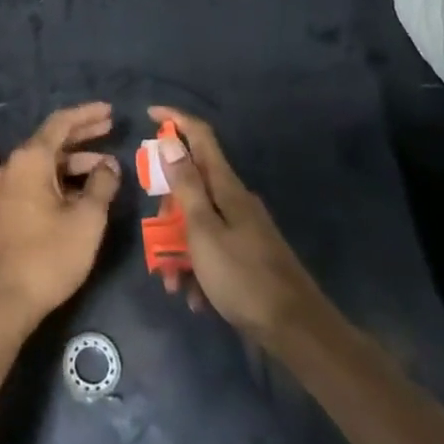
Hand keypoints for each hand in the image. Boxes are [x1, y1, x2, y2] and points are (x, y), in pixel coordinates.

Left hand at [0, 103, 121, 332]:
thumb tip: (109, 165)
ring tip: (106, 167)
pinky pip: (36, 181)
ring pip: (45, 164)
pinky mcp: (6, 210)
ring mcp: (6, 189)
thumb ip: (102, 185)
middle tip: (111, 128)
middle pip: (51, 140)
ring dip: (74, 161)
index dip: (87, 114)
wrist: (3, 300)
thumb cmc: (48, 254)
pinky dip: (61, 179)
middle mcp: (14, 166)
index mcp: (30, 159)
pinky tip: (83, 191)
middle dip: (82, 134)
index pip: (60, 123)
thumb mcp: (86, 219)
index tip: (110, 110)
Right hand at [150, 106, 325, 343]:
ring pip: (197, 222)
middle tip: (155, 237)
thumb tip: (170, 142)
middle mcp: (235, 200)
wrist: (295, 330)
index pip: (200, 136)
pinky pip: (210, 249)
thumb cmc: (242, 276)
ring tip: (172, 282)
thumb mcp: (203, 230)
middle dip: (166, 209)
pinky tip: (193, 296)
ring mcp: (243, 227)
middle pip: (191, 185)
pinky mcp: (247, 254)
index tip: (148, 114)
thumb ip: (186, 186)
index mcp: (226, 187)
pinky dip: (196, 267)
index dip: (174, 120)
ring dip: (178, 247)